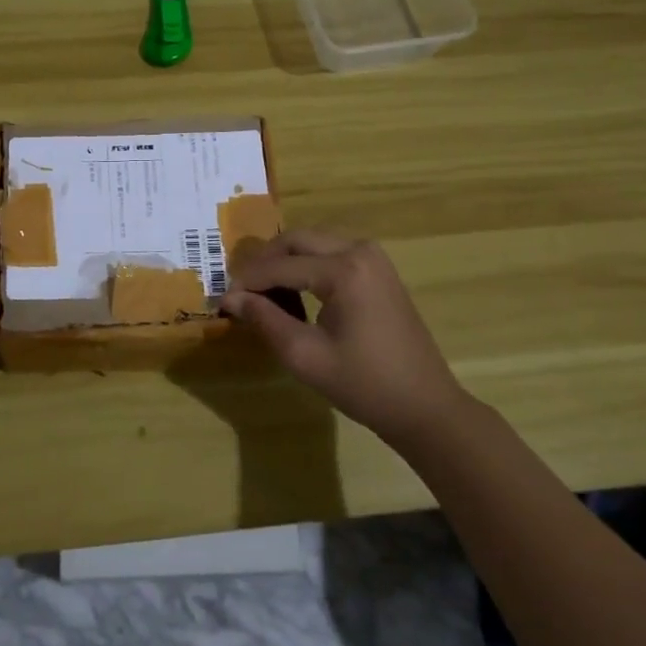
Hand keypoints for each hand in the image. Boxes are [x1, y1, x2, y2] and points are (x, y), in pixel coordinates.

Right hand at [222, 231, 468, 444]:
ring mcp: (374, 257)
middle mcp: (360, 250)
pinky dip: (307, 266)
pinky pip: (332, 253)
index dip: (247, 282)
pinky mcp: (379, 270)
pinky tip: (294, 294)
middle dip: (264, 262)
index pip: (280, 266)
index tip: (220, 301)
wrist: (424, 406)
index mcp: (344, 270)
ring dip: (284, 261)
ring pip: (313, 243)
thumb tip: (230, 298)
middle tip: (241, 292)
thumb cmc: (364, 384)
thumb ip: (265, 319)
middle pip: (297, 240)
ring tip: (263, 295)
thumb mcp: (305, 355)